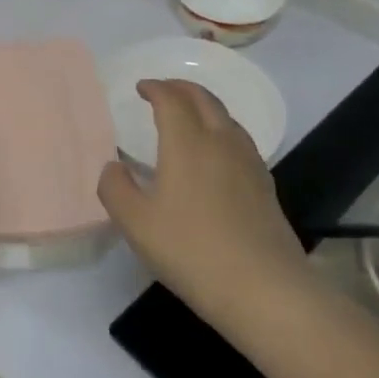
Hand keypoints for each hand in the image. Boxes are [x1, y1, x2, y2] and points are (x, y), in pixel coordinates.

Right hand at [97, 80, 308, 325]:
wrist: (264, 289)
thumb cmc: (192, 251)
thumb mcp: (136, 224)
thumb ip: (115, 188)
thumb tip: (113, 167)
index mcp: (188, 143)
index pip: (172, 100)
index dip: (155, 88)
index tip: (141, 87)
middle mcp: (221, 143)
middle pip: (204, 100)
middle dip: (181, 88)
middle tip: (163, 90)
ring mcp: (249, 163)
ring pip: (226, 118)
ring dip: (204, 107)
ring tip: (189, 116)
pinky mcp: (265, 186)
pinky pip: (240, 141)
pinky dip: (221, 131)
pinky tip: (215, 155)